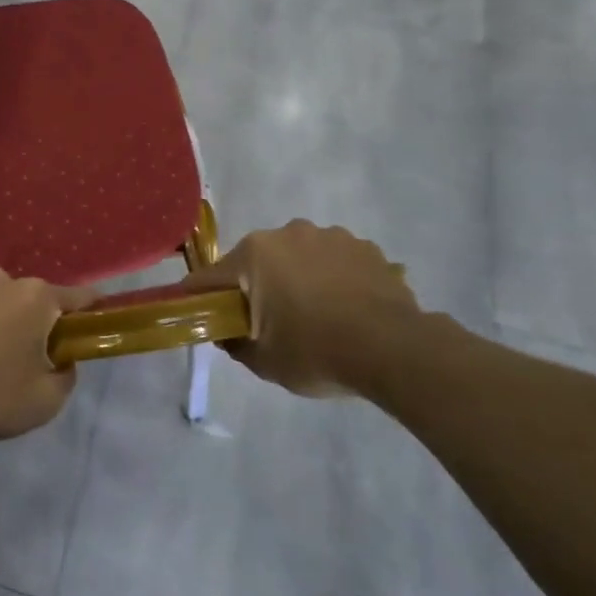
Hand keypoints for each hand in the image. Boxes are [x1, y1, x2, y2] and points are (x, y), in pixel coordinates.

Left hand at [0, 268, 96, 441]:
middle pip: (33, 297)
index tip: (98, 317)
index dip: (91, 308)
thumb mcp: (44, 402)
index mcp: (37, 298)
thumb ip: (65, 378)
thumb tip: (62, 362)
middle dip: (37, 319)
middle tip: (31, 354)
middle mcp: (4, 279)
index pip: (78, 297)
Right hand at [180, 220, 419, 397]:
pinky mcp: (364, 247)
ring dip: (299, 279)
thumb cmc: (316, 352)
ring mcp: (329, 236)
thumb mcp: (264, 361)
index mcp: (254, 255)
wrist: (395, 350)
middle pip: (257, 262)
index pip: (211, 277)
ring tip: (318, 316)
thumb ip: (235, 343)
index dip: (200, 298)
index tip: (199, 315)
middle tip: (269, 323)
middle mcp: (287, 233)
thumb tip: (226, 333)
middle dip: (257, 287)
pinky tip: (348, 310)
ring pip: (299, 257)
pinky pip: (336, 262)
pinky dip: (334, 279)